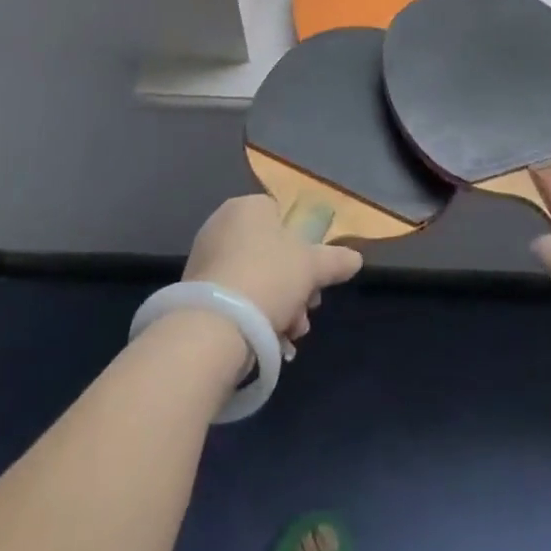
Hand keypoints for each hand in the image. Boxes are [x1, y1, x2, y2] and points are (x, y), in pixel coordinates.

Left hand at [184, 194, 363, 349]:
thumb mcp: (313, 266)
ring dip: (278, 307)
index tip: (315, 279)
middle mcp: (222, 225)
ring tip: (290, 336)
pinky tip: (270, 343)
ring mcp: (205, 259)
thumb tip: (356, 259)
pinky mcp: (194, 293)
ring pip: (255, 279)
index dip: (303, 248)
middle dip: (294, 286)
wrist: (214, 326)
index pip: (281, 217)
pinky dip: (253, 317)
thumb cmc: (269, 277)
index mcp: (248, 207)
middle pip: (270, 253)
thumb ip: (335, 260)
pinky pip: (234, 299)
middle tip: (305, 313)